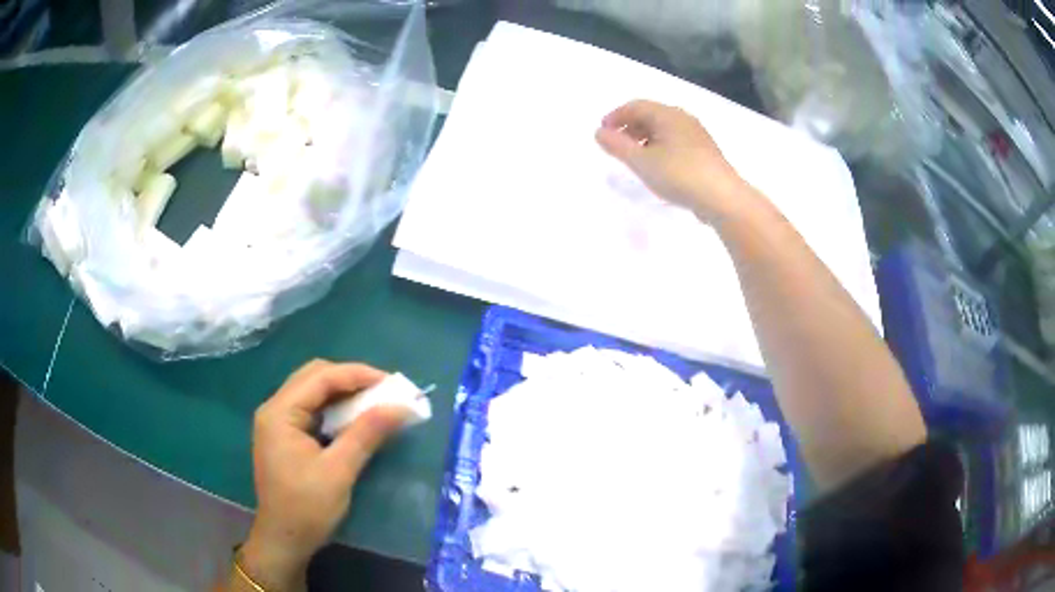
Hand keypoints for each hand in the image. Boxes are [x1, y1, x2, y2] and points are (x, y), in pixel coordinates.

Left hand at [239, 360, 409, 590]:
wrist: (284, 540)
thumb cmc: (307, 508)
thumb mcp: (339, 471)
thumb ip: (366, 433)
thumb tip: (401, 406)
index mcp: (280, 413)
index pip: (320, 377)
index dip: (357, 374)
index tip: (392, 383)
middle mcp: (275, 409)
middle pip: (314, 378)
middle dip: (350, 380)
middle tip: (383, 392)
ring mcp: (278, 423)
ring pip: (313, 393)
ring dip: (343, 394)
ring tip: (375, 403)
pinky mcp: (285, 436)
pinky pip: (312, 411)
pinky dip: (335, 410)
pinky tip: (354, 420)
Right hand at [595, 100, 747, 224]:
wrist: (723, 197)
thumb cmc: (679, 174)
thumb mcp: (641, 161)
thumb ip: (617, 146)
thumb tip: (599, 132)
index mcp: (667, 114)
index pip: (636, 105)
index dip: (615, 116)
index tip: (602, 132)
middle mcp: (683, 119)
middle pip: (650, 115)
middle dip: (629, 127)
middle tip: (616, 145)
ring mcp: (697, 135)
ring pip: (664, 129)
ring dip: (644, 138)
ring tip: (634, 158)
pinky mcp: (705, 152)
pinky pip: (675, 141)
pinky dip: (659, 147)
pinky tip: (657, 166)